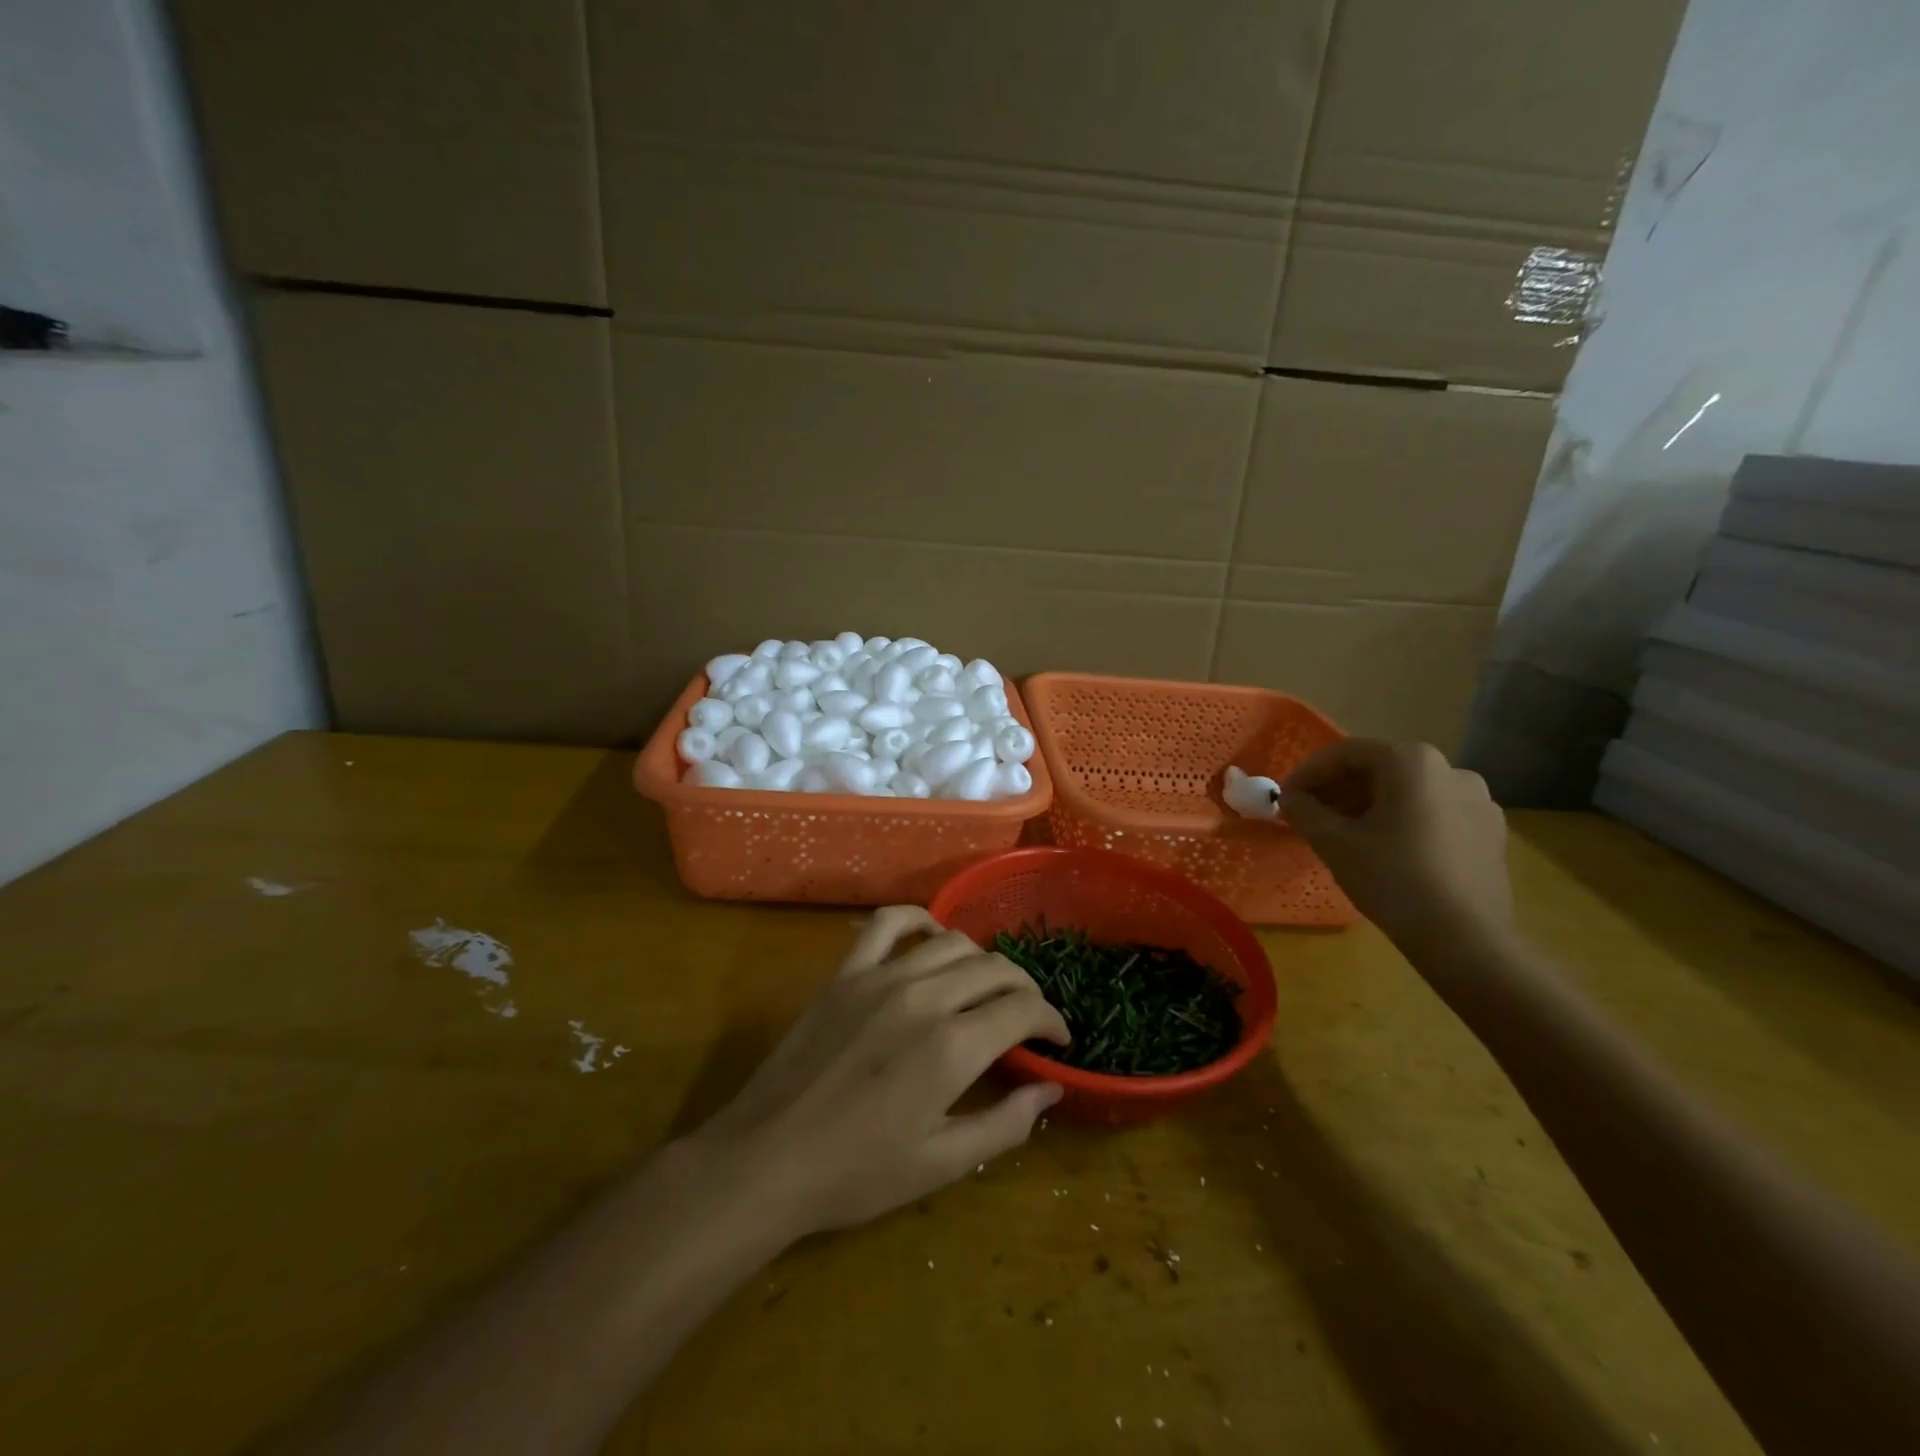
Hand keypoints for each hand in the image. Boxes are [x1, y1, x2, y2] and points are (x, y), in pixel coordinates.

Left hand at [690, 906, 1069, 1238]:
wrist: (766, 1160)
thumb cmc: (856, 1174)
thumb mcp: (941, 1164)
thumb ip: (1005, 1124)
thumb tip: (1051, 1090)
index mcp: (952, 1047)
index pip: (1022, 1010)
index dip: (1051, 1021)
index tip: (1058, 1039)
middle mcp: (923, 997)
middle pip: (994, 969)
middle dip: (1024, 991)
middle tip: (1027, 1020)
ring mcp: (881, 977)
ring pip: (952, 943)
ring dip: (982, 961)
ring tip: (986, 988)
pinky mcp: (846, 973)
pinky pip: (888, 923)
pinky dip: (918, 920)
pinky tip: (931, 936)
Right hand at [1281, 739, 1511, 957]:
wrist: (1465, 939)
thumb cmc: (1392, 878)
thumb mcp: (1333, 842)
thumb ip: (1304, 811)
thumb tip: (1290, 798)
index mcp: (1412, 761)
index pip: (1346, 753)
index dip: (1308, 773)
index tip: (1286, 798)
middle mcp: (1451, 769)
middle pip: (1380, 769)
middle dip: (1339, 790)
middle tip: (1310, 816)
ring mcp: (1478, 801)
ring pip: (1408, 793)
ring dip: (1369, 806)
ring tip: (1344, 835)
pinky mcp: (1490, 833)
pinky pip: (1435, 814)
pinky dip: (1402, 822)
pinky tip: (1385, 851)